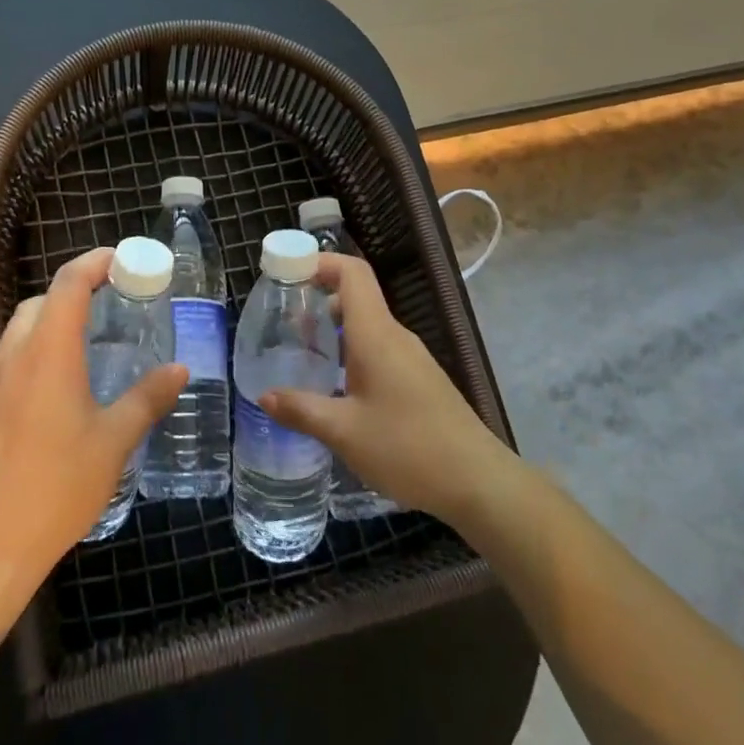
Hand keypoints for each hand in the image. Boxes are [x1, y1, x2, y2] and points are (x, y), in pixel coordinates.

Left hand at [0, 248, 187, 647]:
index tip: (125, 261)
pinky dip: (39, 349)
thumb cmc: (56, 488)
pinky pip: (12, 357)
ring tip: (92, 342)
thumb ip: (147, 398)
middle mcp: (14, 355)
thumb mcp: (113, 442)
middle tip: (116, 304)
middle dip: (78, 290)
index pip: (69, 283)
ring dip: (55, 320)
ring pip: (22, 328)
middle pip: (43, 301)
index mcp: (48, 353)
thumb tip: (179, 370)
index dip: (96, 262)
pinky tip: (62, 385)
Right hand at [261, 252, 506, 524]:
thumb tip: (264, 396)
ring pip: (368, 325)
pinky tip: (335, 384)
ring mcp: (411, 358)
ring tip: (301, 351)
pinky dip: (351, 350)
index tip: (287, 272)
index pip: (353, 273)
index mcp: (377, 335)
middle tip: (282, 318)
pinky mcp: (419, 380)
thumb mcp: (344, 433)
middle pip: (357, 296)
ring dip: (334, 327)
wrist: (479, 482)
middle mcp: (395, 337)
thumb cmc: (408, 449)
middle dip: (318, 296)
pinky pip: (379, 349)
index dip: (320, 262)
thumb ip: (301, 410)